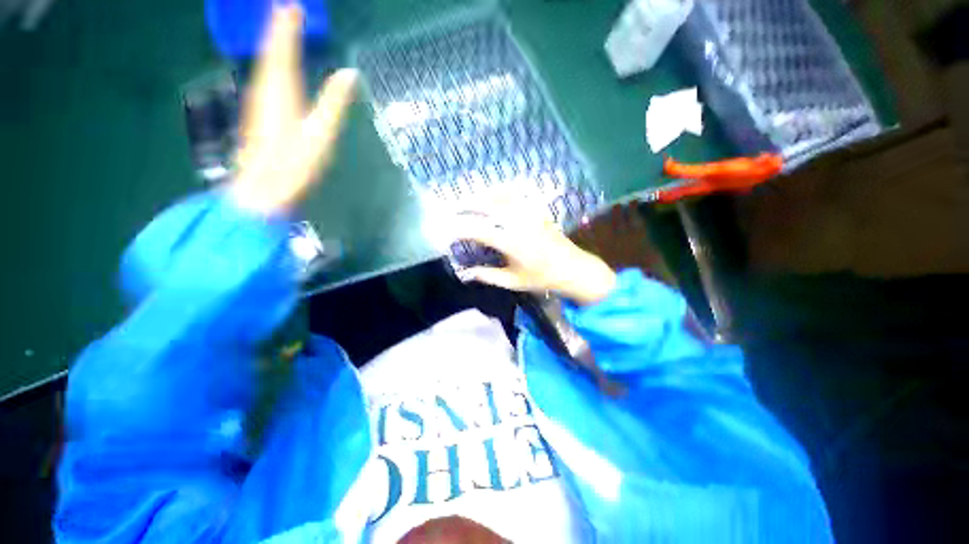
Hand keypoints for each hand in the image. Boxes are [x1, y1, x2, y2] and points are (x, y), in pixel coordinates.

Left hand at [230, 5, 357, 214]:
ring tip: (279, 26)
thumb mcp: (321, 134)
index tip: (291, 4)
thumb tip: (350, 73)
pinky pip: (265, 76)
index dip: (287, 25)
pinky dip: (271, 61)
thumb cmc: (295, 164)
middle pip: (270, 50)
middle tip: (284, 7)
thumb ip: (334, 103)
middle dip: (277, 27)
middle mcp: (266, 88)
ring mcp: (260, 100)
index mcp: (282, 90)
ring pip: (265, 62)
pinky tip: (274, 63)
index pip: (284, 48)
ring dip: (273, 42)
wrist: (264, 189)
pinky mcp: (260, 112)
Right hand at [452, 203, 616, 305]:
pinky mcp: (537, 210)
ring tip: (470, 200)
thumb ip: (488, 276)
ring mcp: (530, 213)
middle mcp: (519, 223)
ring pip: (502, 196)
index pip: (479, 231)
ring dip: (483, 196)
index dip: (461, 230)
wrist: (572, 268)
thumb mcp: (513, 282)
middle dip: (467, 206)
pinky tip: (495, 194)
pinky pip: (517, 195)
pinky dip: (502, 191)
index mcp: (512, 242)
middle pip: (488, 206)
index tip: (448, 231)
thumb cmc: (542, 278)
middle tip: (452, 209)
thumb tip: (466, 273)